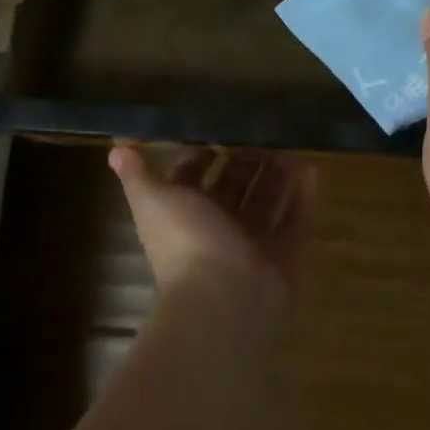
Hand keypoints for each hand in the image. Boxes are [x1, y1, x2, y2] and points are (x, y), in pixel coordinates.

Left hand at [109, 143, 316, 323]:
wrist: (223, 299)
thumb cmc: (185, 241)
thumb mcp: (153, 201)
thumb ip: (138, 175)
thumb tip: (116, 149)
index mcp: (186, 217)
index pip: (193, 181)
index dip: (202, 157)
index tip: (220, 130)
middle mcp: (219, 232)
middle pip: (235, 189)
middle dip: (247, 161)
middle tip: (265, 131)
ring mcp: (254, 247)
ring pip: (267, 203)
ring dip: (278, 175)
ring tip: (293, 144)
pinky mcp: (286, 258)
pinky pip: (298, 221)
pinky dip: (305, 197)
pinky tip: (313, 168)